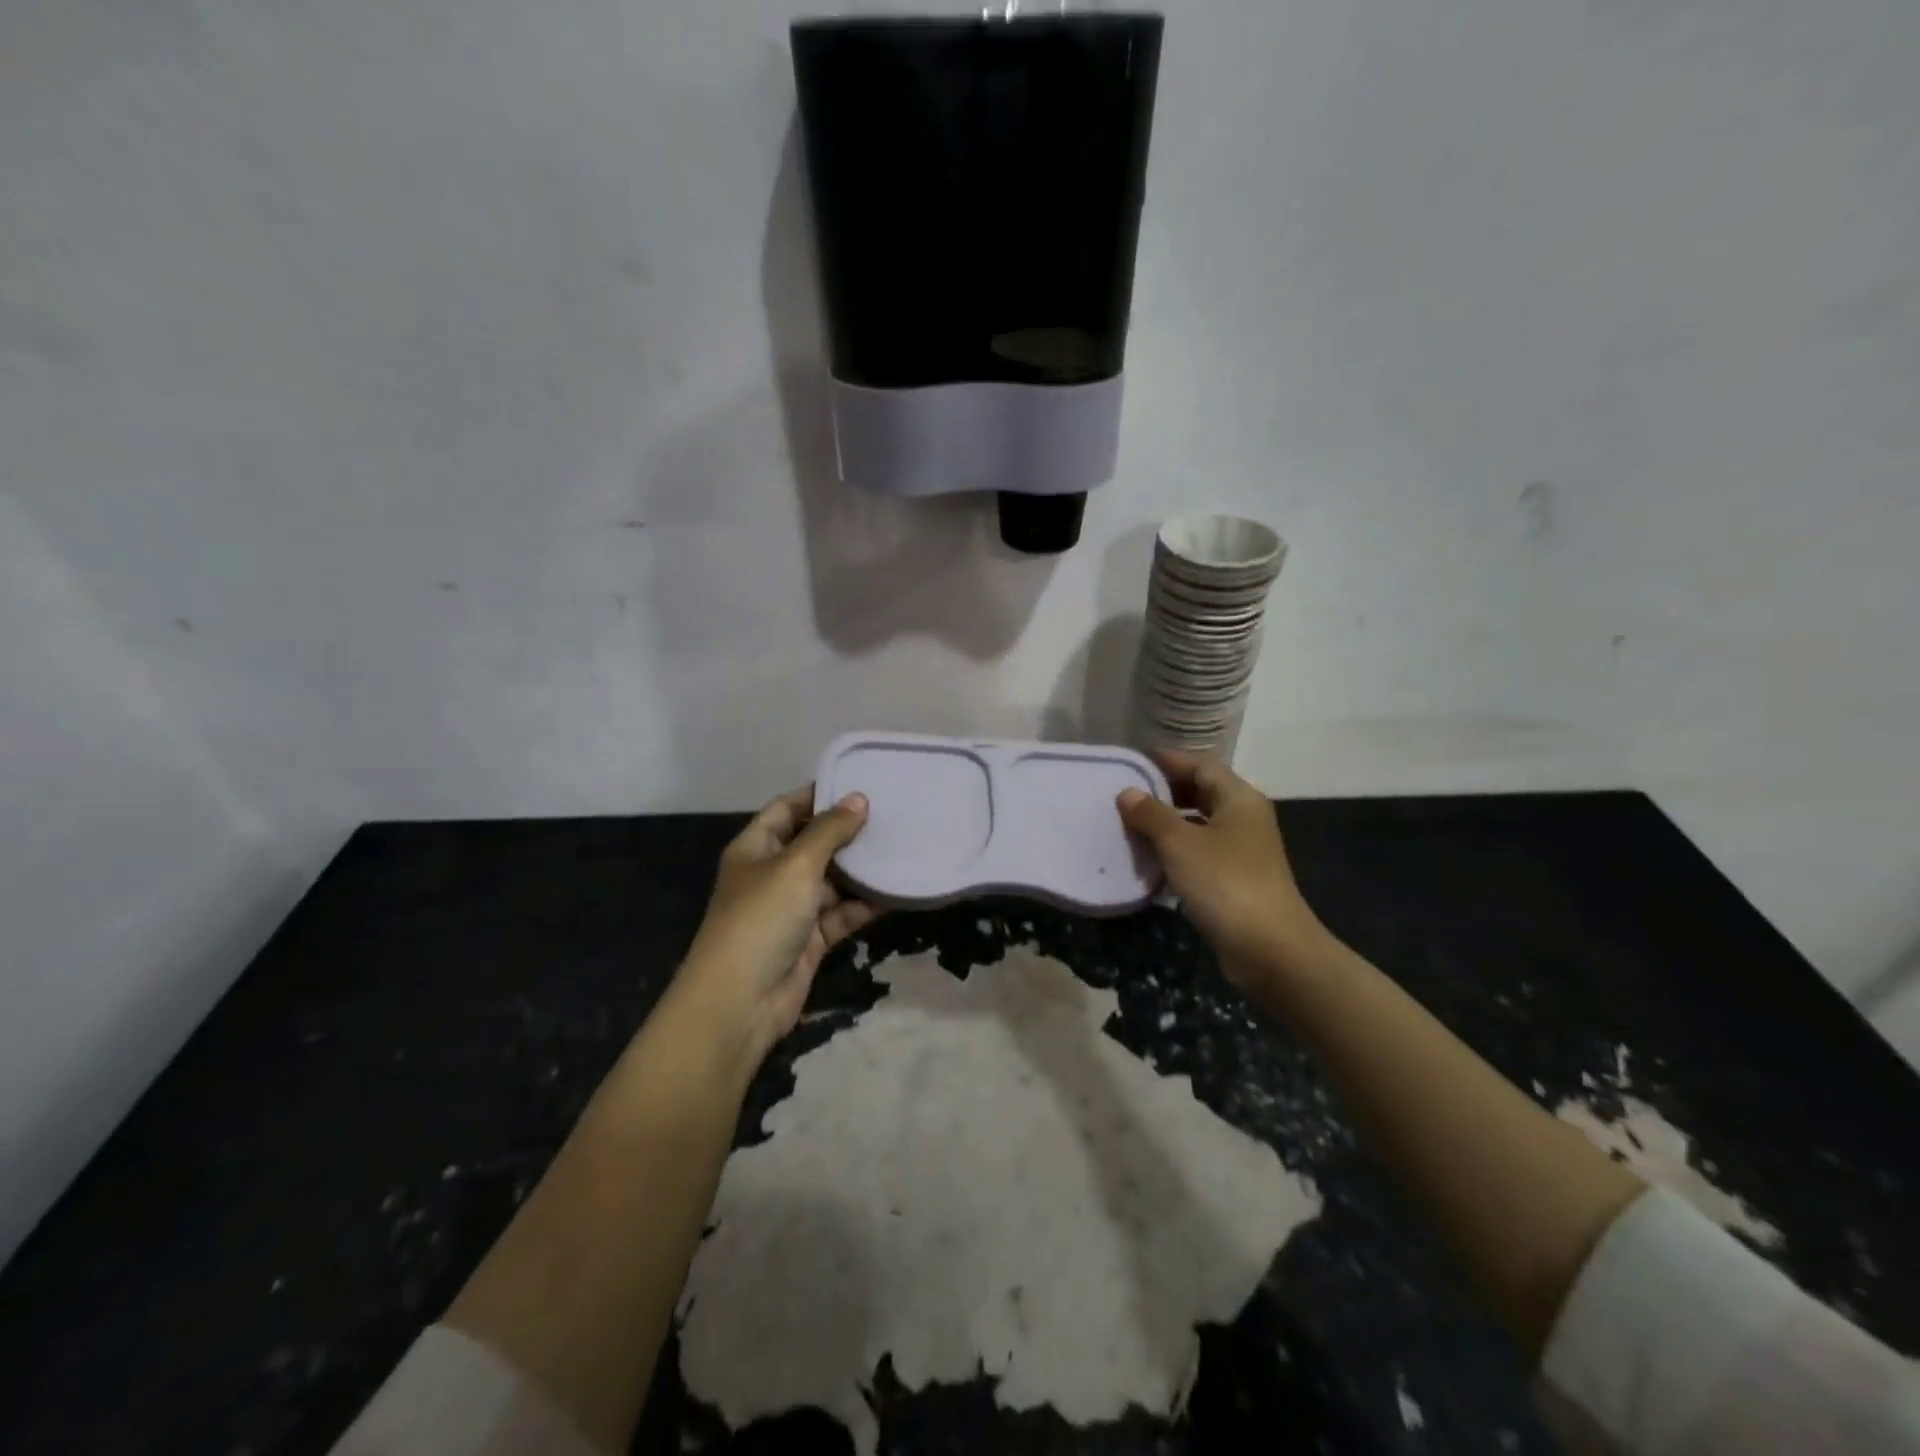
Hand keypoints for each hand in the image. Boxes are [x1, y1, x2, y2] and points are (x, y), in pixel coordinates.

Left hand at [677, 787, 877, 1070]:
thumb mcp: (796, 866)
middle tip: (891, 814)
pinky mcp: (810, 939)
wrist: (741, 1002)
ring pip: (832, 880)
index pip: (787, 809)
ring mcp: (791, 909)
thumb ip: (829, 831)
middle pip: (813, 844)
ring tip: (901, 846)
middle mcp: (772, 874)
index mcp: (755, 848)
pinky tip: (895, 890)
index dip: (818, 795)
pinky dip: (864, 904)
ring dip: (861, 869)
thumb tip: (859, 799)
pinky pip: (842, 914)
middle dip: (848, 832)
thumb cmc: (761, 918)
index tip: (859, 784)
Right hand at [1117, 751, 1330, 988]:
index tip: (1133, 763)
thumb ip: (1151, 814)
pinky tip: (1149, 860)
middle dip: (1165, 791)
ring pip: (1200, 824)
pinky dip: (1176, 851)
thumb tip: (1127, 793)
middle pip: (1202, 792)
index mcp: (1239, 799)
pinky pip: (1200, 852)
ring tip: (1130, 825)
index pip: (1200, 765)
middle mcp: (1244, 818)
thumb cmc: (1225, 883)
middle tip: (1126, 794)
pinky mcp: (1236, 879)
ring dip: (1167, 823)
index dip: (1168, 761)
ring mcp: (1243, 850)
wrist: (1270, 949)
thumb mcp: (1180, 843)